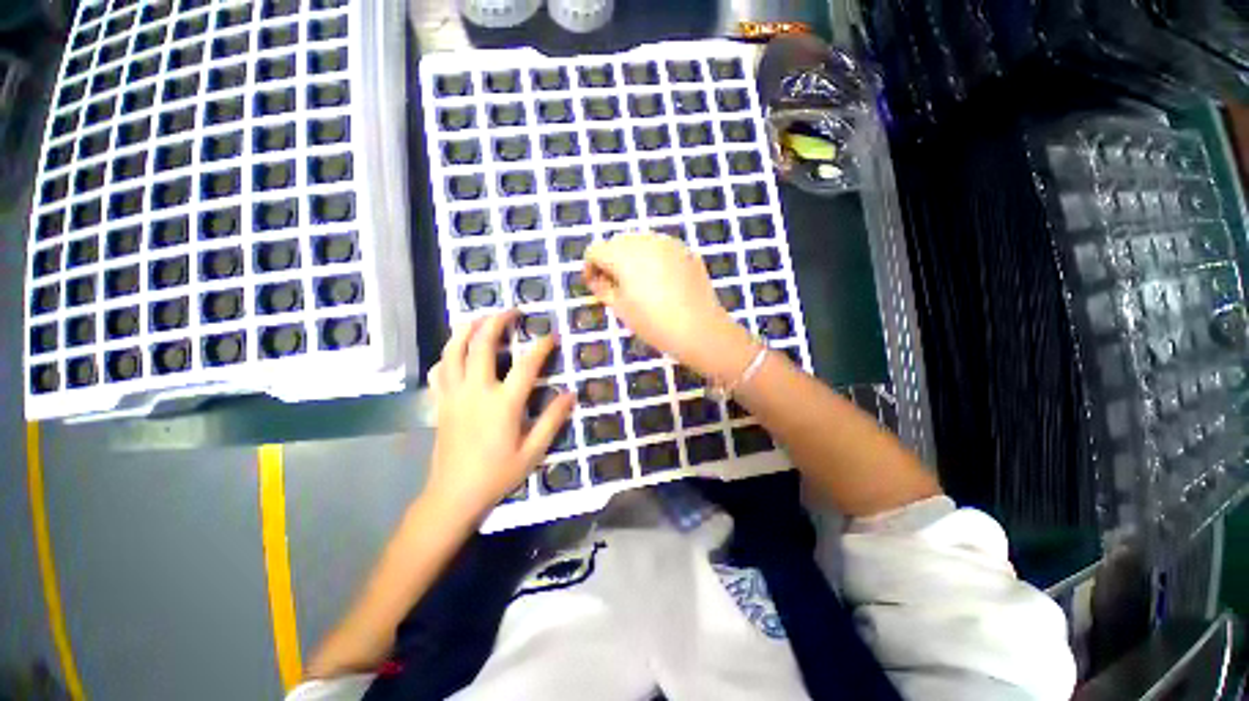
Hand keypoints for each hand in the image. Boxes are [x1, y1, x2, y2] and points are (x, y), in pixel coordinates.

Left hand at [425, 311, 574, 520]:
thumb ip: (552, 420)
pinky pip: (439, 369)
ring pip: (453, 350)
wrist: (453, 495)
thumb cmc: (497, 474)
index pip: (526, 365)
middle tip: (511, 310)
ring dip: (466, 329)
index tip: (553, 335)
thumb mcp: (533, 451)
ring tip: (480, 317)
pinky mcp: (440, 402)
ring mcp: (454, 394)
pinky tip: (455, 350)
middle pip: (481, 345)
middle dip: (497, 322)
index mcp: (503, 404)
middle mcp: (476, 391)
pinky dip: (447, 353)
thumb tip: (570, 393)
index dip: (542, 346)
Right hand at [584, 232, 757, 381]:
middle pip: (616, 243)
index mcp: (623, 254)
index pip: (595, 250)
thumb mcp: (620, 308)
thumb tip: (597, 278)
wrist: (698, 329)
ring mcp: (668, 243)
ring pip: (639, 243)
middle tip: (615, 286)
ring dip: (632, 258)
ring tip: (639, 284)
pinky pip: (660, 249)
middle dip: (611, 261)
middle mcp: (644, 240)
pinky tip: (661, 282)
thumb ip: (602, 287)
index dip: (590, 268)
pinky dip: (653, 259)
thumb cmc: (653, 322)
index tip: (595, 286)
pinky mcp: (685, 250)